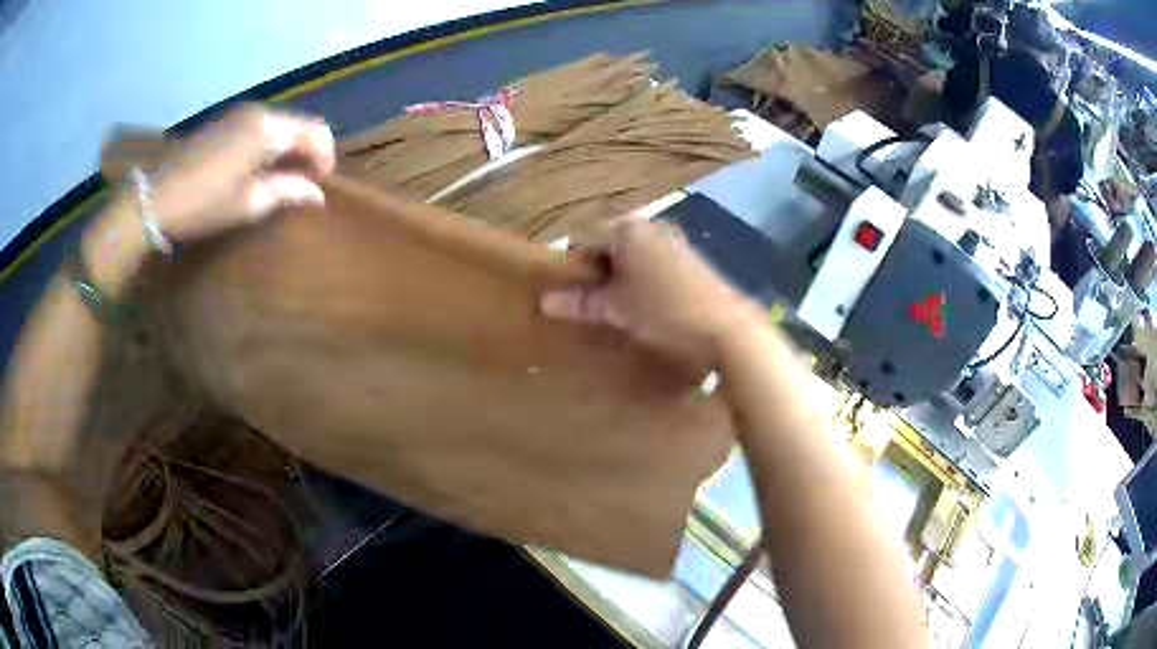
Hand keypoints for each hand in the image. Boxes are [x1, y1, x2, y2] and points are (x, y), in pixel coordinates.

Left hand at [148, 105, 335, 240]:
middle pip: (299, 124)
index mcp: (270, 129)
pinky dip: (269, 143)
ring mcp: (241, 113)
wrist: (156, 196)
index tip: (320, 185)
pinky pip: (260, 125)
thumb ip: (287, 191)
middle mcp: (260, 112)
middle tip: (303, 183)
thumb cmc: (204, 203)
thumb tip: (316, 194)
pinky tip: (259, 167)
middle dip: (307, 151)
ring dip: (288, 147)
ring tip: (281, 178)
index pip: (316, 132)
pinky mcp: (226, 120)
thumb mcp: (249, 203)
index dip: (325, 157)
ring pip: (280, 124)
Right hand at [540, 221, 762, 368]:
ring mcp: (672, 241)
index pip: (584, 238)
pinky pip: (651, 262)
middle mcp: (650, 225)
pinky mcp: (689, 259)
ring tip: (612, 308)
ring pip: (631, 255)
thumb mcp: (616, 308)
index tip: (566, 294)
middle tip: (588, 303)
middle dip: (595, 272)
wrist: (725, 328)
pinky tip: (641, 305)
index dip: (571, 266)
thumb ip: (581, 302)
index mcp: (628, 228)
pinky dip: (639, 279)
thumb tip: (544, 302)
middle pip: (609, 244)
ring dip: (618, 277)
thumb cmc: (663, 311)